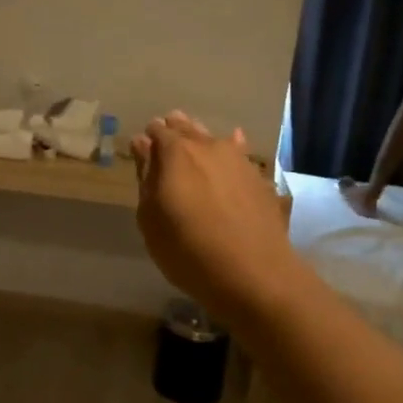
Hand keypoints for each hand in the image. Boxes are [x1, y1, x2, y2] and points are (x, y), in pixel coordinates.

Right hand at [131, 111, 299, 326]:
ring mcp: (238, 160)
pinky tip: (233, 146)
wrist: (253, 273)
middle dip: (174, 131)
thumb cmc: (187, 249)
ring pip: (214, 139)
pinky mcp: (260, 178)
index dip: (148, 138)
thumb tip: (142, 145)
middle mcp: (208, 147)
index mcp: (175, 153)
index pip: (157, 132)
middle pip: (187, 129)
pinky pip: (241, 154)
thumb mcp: (150, 218)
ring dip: (201, 139)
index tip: (143, 148)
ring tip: (193, 146)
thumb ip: (146, 177)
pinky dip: (232, 148)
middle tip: (166, 141)